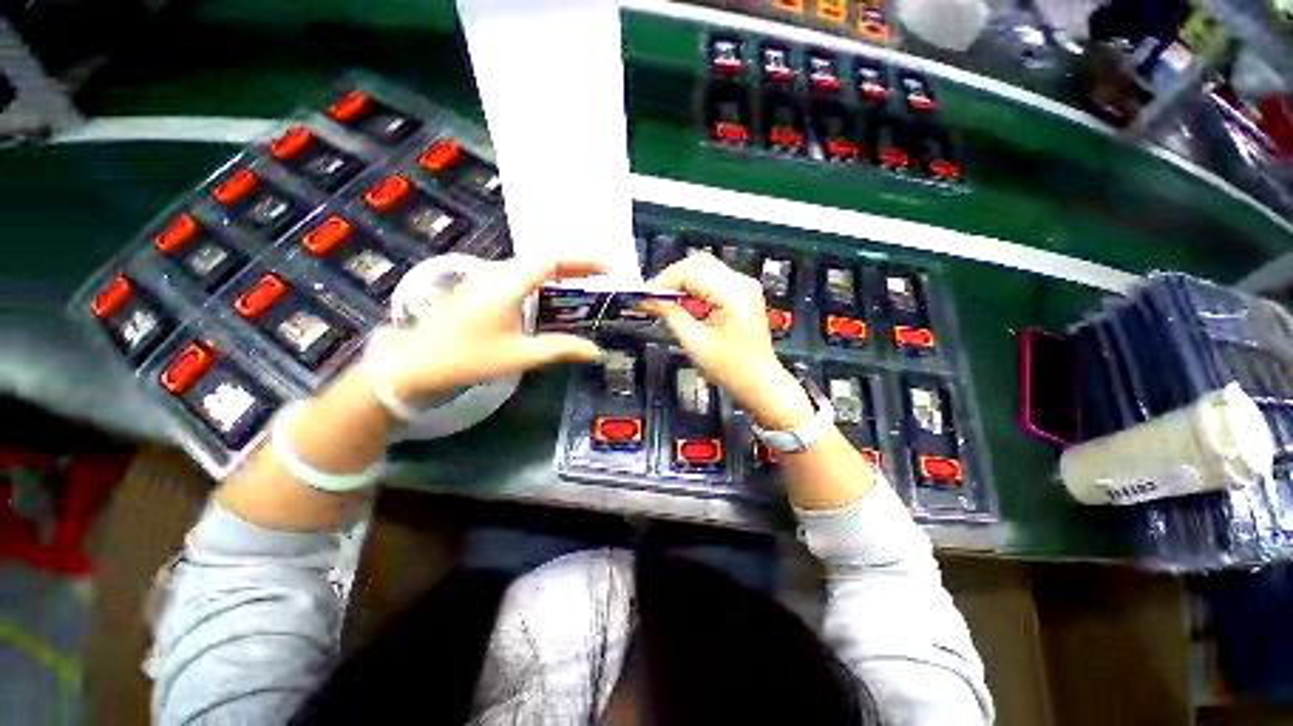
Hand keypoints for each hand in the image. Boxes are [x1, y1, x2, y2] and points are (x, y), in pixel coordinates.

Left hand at [370, 256, 604, 398]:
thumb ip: (561, 349)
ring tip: (585, 284)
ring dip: (559, 272)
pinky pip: (519, 275)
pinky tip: (551, 296)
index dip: (583, 261)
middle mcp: (496, 273)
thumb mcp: (520, 355)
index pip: (553, 260)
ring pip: (530, 266)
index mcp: (507, 284)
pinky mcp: (479, 288)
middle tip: (603, 278)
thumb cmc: (467, 358)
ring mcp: (485, 279)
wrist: (414, 363)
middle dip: (576, 266)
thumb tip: (596, 351)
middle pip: (543, 259)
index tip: (608, 268)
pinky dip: (543, 280)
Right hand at [645, 254, 814, 429]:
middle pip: (698, 263)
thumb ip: (671, 315)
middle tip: (652, 297)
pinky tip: (682, 301)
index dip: (663, 281)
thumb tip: (650, 299)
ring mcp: (743, 286)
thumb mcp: (694, 343)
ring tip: (664, 300)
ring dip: (681, 281)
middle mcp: (742, 283)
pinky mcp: (741, 293)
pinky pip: (712, 279)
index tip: (644, 294)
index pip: (691, 272)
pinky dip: (693, 286)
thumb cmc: (732, 368)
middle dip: (671, 277)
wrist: (758, 381)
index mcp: (733, 294)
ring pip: (704, 268)